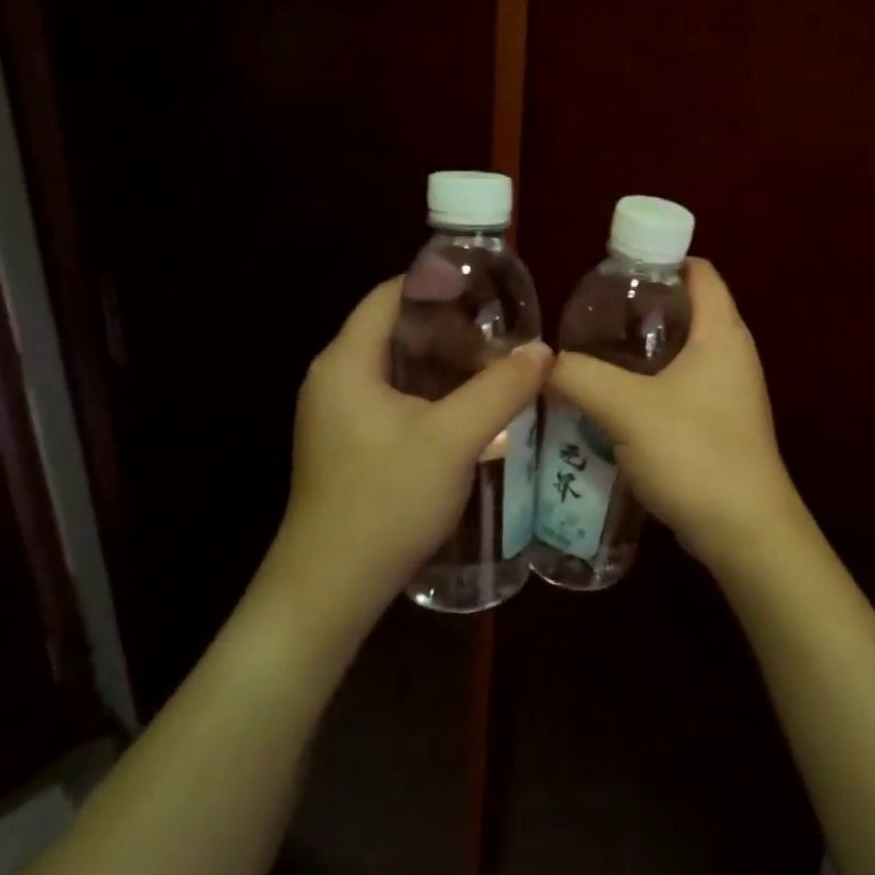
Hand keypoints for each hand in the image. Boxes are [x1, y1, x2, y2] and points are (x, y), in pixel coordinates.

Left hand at [264, 278, 550, 624]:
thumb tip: (544, 350)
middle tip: (503, 338)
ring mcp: (337, 415)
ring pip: (397, 369)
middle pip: (395, 330)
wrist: (330, 589)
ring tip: (496, 370)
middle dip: (451, 329)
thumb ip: (500, 389)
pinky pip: (393, 400)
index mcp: (346, 363)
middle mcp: (334, 380)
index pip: (391, 296)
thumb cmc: (386, 502)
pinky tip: (470, 412)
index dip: (439, 285)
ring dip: (445, 365)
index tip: (491, 293)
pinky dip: (431, 394)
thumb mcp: (453, 440)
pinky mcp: (347, 445)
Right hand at [547, 259, 804, 569]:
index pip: (697, 270)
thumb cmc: (695, 453)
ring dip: (637, 353)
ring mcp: (727, 392)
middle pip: (684, 310)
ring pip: (677, 354)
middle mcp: (731, 354)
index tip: (610, 270)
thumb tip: (541, 361)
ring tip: (588, 356)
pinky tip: (608, 402)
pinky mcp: (717, 425)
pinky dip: (645, 387)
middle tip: (586, 317)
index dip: (658, 258)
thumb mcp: (627, 409)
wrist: (744, 532)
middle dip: (636, 309)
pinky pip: (677, 389)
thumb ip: (579, 376)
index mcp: (721, 333)